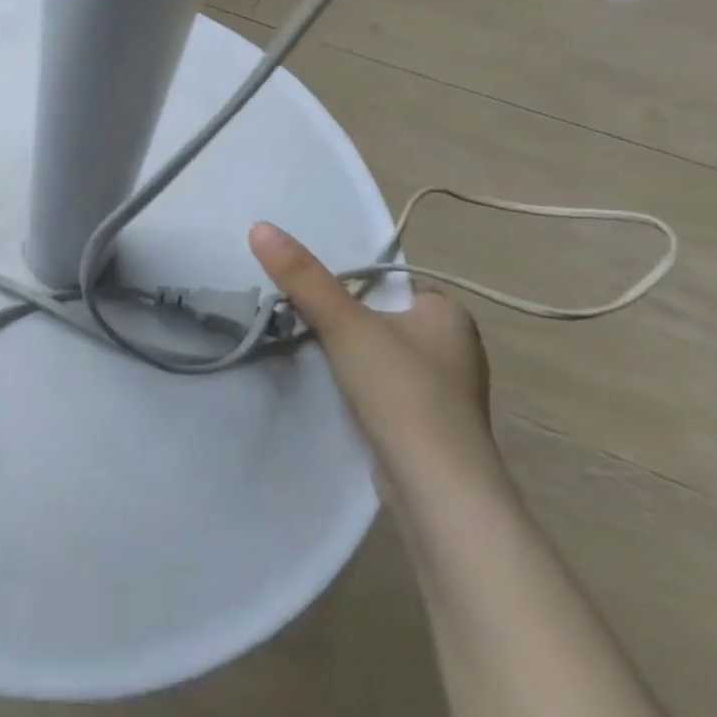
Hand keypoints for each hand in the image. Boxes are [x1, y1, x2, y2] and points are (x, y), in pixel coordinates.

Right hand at [249, 221, 497, 494]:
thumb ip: (303, 277)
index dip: (350, 289)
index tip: (316, 302)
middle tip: (310, 331)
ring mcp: (449, 391)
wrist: (438, 489)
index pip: (389, 284)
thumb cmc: (401, 391)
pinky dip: (367, 391)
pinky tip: (346, 400)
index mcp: (449, 313)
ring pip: (386, 357)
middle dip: (349, 326)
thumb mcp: (345, 325)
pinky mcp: (435, 427)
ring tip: (322, 365)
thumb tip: (260, 226)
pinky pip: (391, 391)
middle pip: (383, 320)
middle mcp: (457, 347)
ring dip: (355, 360)